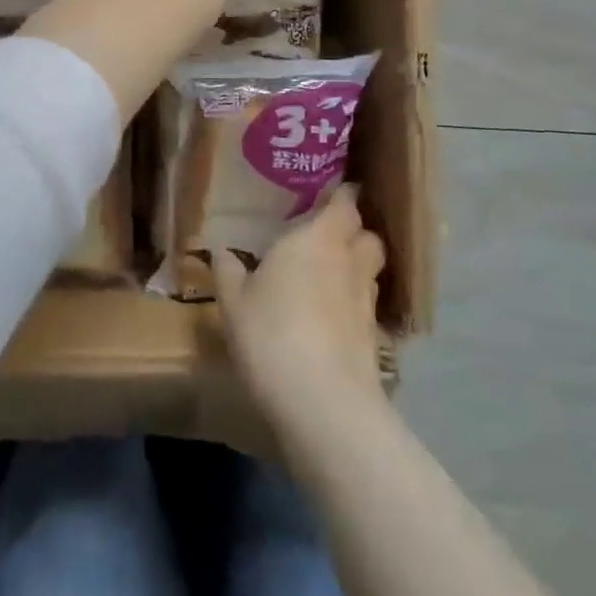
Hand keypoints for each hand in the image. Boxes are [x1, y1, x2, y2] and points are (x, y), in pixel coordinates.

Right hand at [212, 185, 388, 433]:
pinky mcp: (374, 336)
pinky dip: (354, 303)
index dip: (341, 195)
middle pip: (367, 233)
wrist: (322, 401)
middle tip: (326, 234)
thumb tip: (221, 250)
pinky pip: (366, 304)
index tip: (328, 194)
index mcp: (317, 238)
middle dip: (353, 230)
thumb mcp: (233, 301)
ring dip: (356, 266)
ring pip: (370, 269)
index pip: (344, 202)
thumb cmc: (271, 333)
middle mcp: (349, 260)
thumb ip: (228, 270)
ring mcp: (366, 299)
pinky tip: (331, 317)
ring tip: (329, 275)